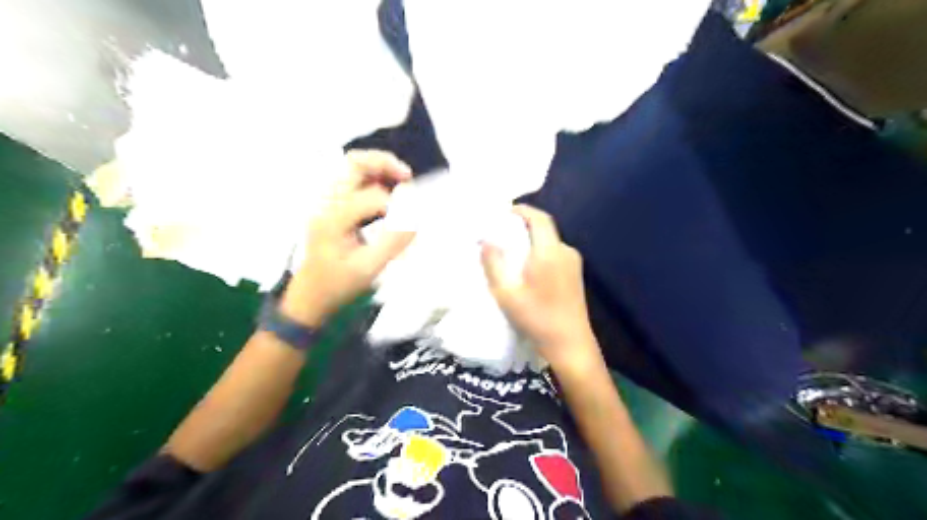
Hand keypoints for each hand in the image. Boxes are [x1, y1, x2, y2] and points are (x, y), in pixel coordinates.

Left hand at [278, 149, 416, 323]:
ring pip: (352, 168)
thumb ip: (392, 241)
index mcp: (333, 219)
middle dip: (384, 164)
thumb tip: (415, 217)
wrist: (310, 296)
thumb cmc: (338, 285)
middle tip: (408, 177)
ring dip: (379, 169)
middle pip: (354, 164)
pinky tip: (389, 193)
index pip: (373, 198)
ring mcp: (326, 203)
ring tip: (402, 183)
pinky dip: (373, 180)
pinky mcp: (330, 207)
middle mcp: (326, 204)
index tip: (412, 223)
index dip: (398, 207)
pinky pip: (353, 181)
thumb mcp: (368, 269)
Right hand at [482, 206, 605, 376]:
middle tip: (502, 233)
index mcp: (550, 252)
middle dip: (523, 225)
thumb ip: (494, 264)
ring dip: (532, 240)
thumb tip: (486, 240)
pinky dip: (540, 252)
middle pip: (545, 228)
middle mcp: (565, 251)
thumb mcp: (506, 294)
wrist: (570, 344)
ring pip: (550, 242)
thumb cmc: (536, 318)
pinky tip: (528, 268)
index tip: (504, 212)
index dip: (522, 210)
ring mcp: (574, 263)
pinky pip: (555, 253)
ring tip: (512, 251)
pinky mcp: (576, 274)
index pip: (539, 218)